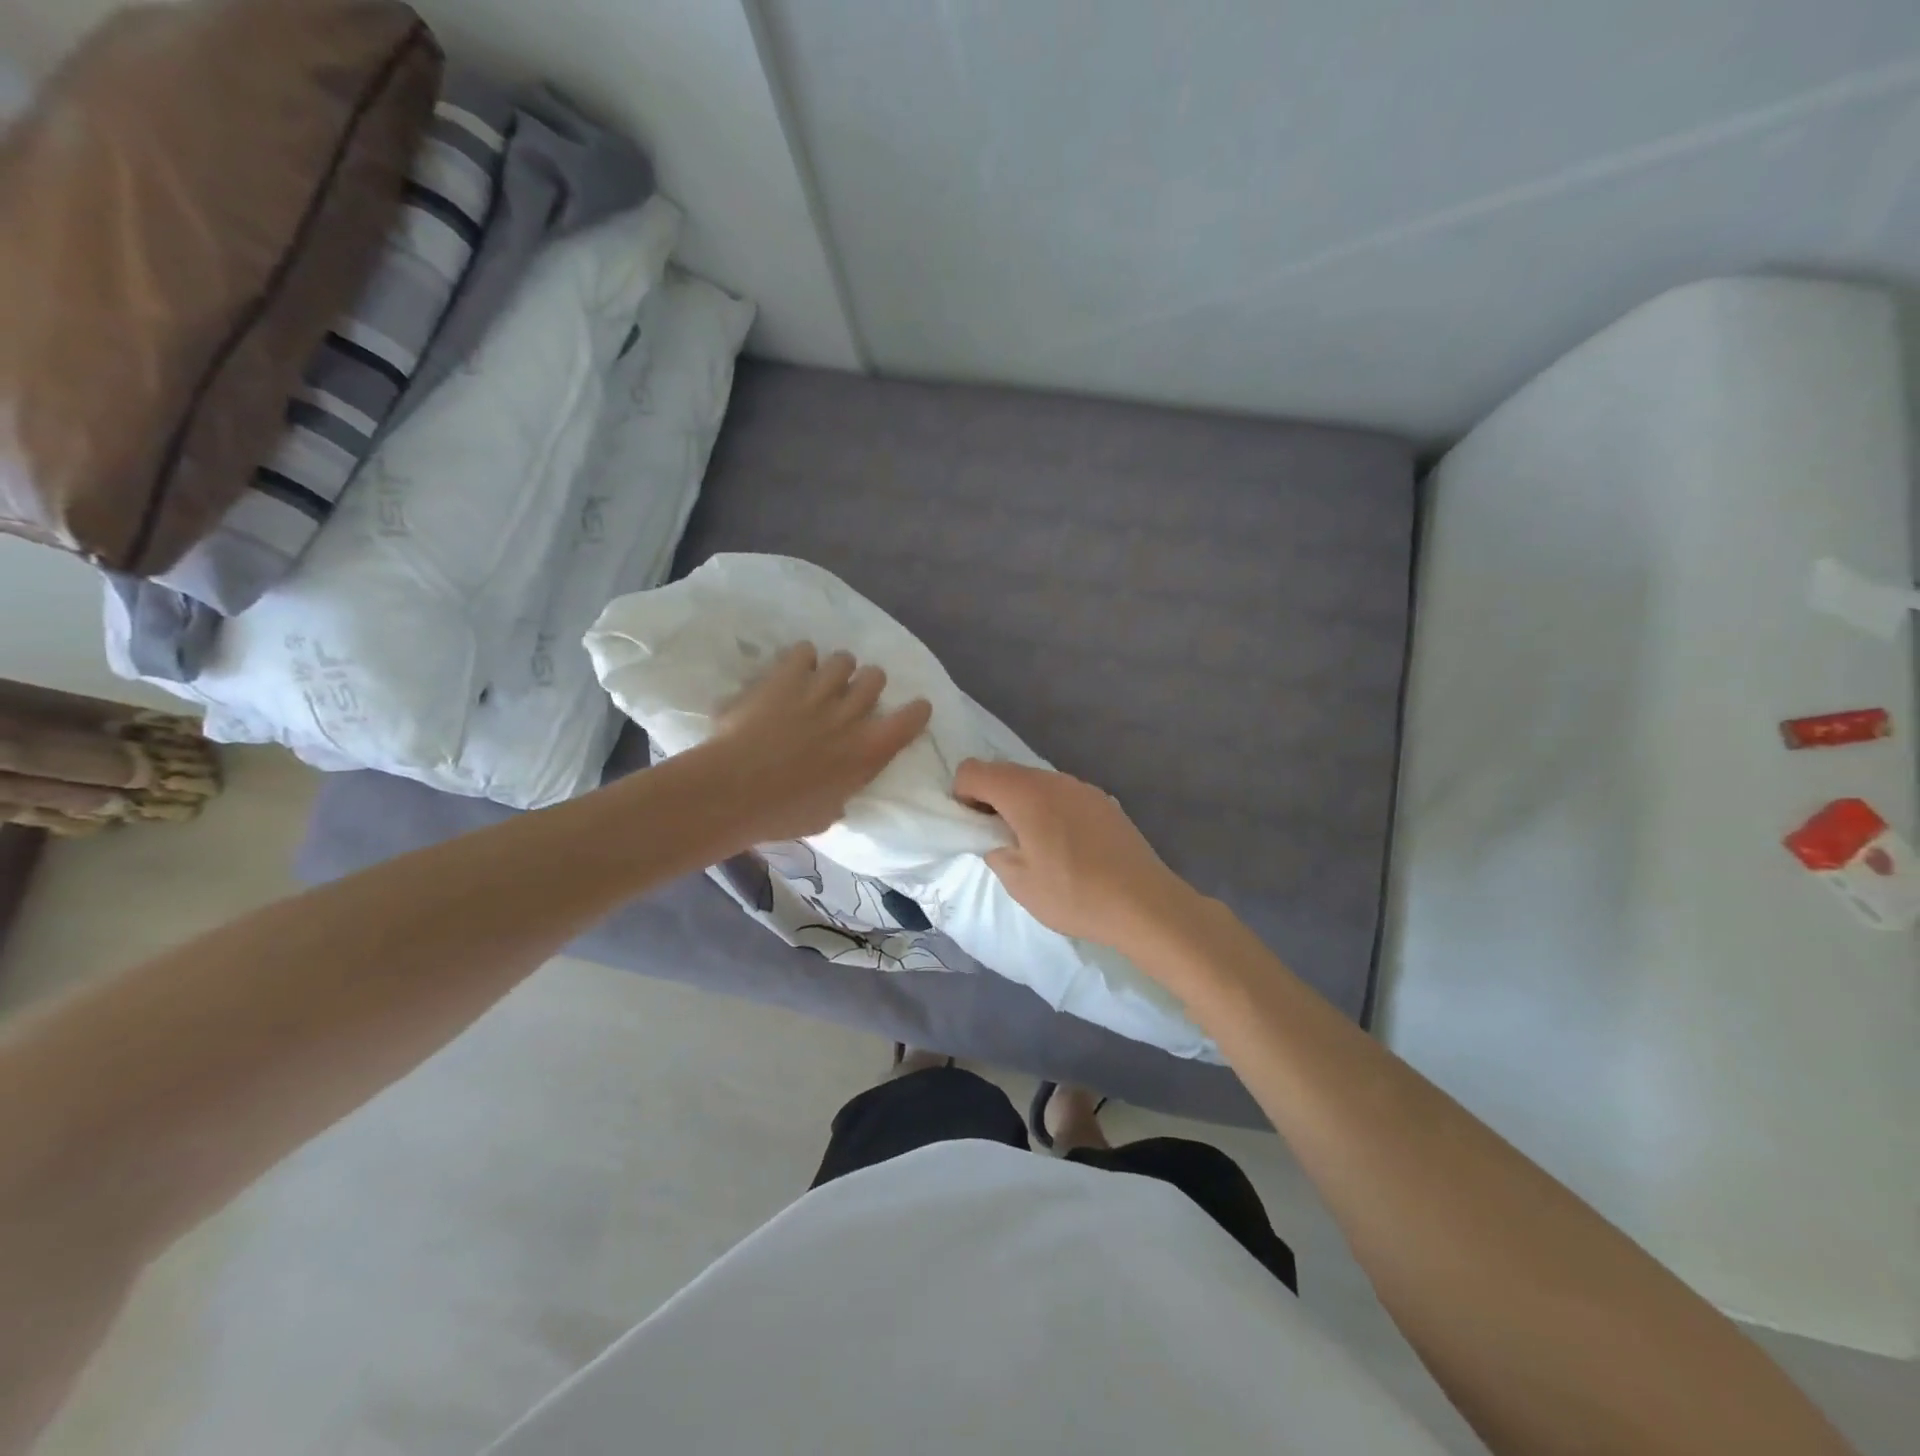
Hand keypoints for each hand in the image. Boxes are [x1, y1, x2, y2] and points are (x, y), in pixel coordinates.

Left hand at [704, 643, 931, 844]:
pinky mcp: (785, 677)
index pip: (912, 718)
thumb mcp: (826, 815)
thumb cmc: (781, 814)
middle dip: (866, 684)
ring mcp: (819, 690)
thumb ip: (842, 793)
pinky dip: (802, 659)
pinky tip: (792, 673)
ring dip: (836, 670)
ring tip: (820, 681)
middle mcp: (851, 714)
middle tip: (849, 698)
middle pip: (876, 677)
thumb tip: (840, 791)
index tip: (910, 712)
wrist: (733, 791)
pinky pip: (805, 650)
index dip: (915, 711)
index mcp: (869, 751)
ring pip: (844, 659)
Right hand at [952, 759, 1199, 951]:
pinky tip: (1065, 845)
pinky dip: (1049, 809)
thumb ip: (995, 850)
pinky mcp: (1103, 801)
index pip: (974, 770)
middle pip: (1005, 771)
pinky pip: (1062, 794)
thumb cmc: (1073, 894)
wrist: (1143, 903)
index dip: (962, 794)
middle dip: (990, 797)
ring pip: (1035, 782)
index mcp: (1025, 793)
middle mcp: (1052, 780)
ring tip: (1033, 843)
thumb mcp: (1018, 882)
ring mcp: (1082, 787)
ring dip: (1021, 802)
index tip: (973, 826)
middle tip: (998, 837)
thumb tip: (998, 838)